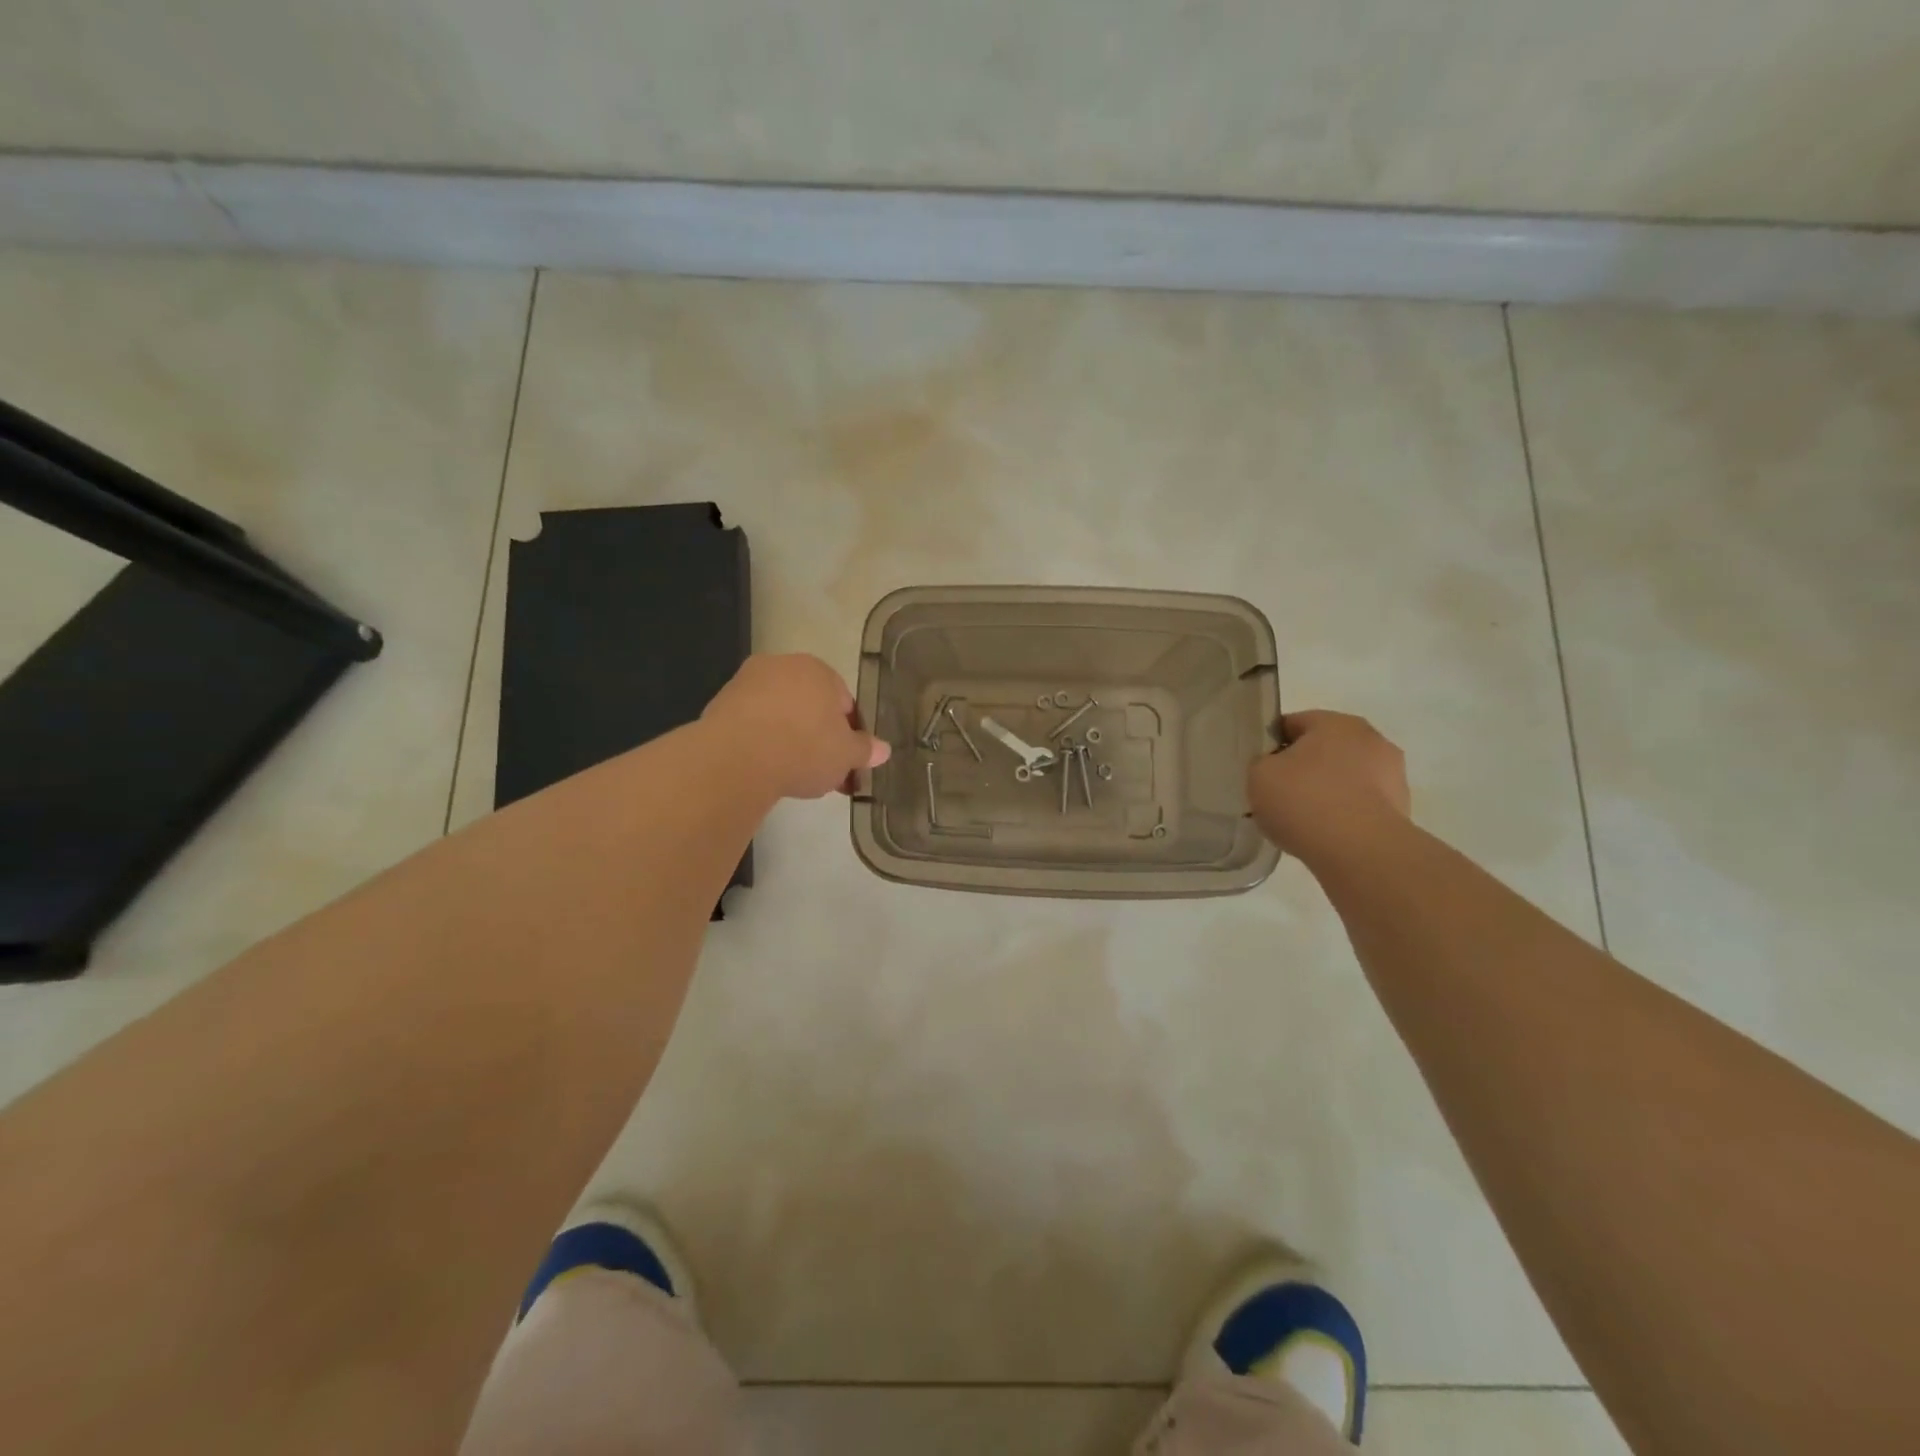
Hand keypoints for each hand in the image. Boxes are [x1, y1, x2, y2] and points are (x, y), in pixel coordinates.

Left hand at [702, 654, 890, 799]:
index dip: (848, 735)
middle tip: (821, 772)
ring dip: (788, 740)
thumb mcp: (846, 755)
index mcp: (819, 670)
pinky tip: (764, 770)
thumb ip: (865, 750)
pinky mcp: (720, 705)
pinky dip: (761, 744)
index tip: (846, 761)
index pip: (844, 702)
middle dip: (817, 736)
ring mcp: (746, 682)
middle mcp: (782, 666)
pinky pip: (752, 726)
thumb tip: (883, 750)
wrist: (736, 759)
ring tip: (791, 776)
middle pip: (809, 705)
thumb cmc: (803, 749)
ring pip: (779, 715)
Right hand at [1248, 710, 1410, 860]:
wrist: (1358, 850)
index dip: (1270, 744)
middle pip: (1323, 749)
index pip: (1292, 723)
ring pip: (1345, 778)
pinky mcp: (1401, 809)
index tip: (1259, 769)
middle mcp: (1371, 739)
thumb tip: (1275, 768)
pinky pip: (1360, 805)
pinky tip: (1325, 835)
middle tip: (1278, 794)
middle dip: (1302, 768)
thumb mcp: (1259, 774)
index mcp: (1336, 722)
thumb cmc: (1304, 799)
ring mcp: (1393, 775)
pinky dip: (1344, 815)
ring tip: (1301, 821)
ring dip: (1326, 791)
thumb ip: (1263, 763)